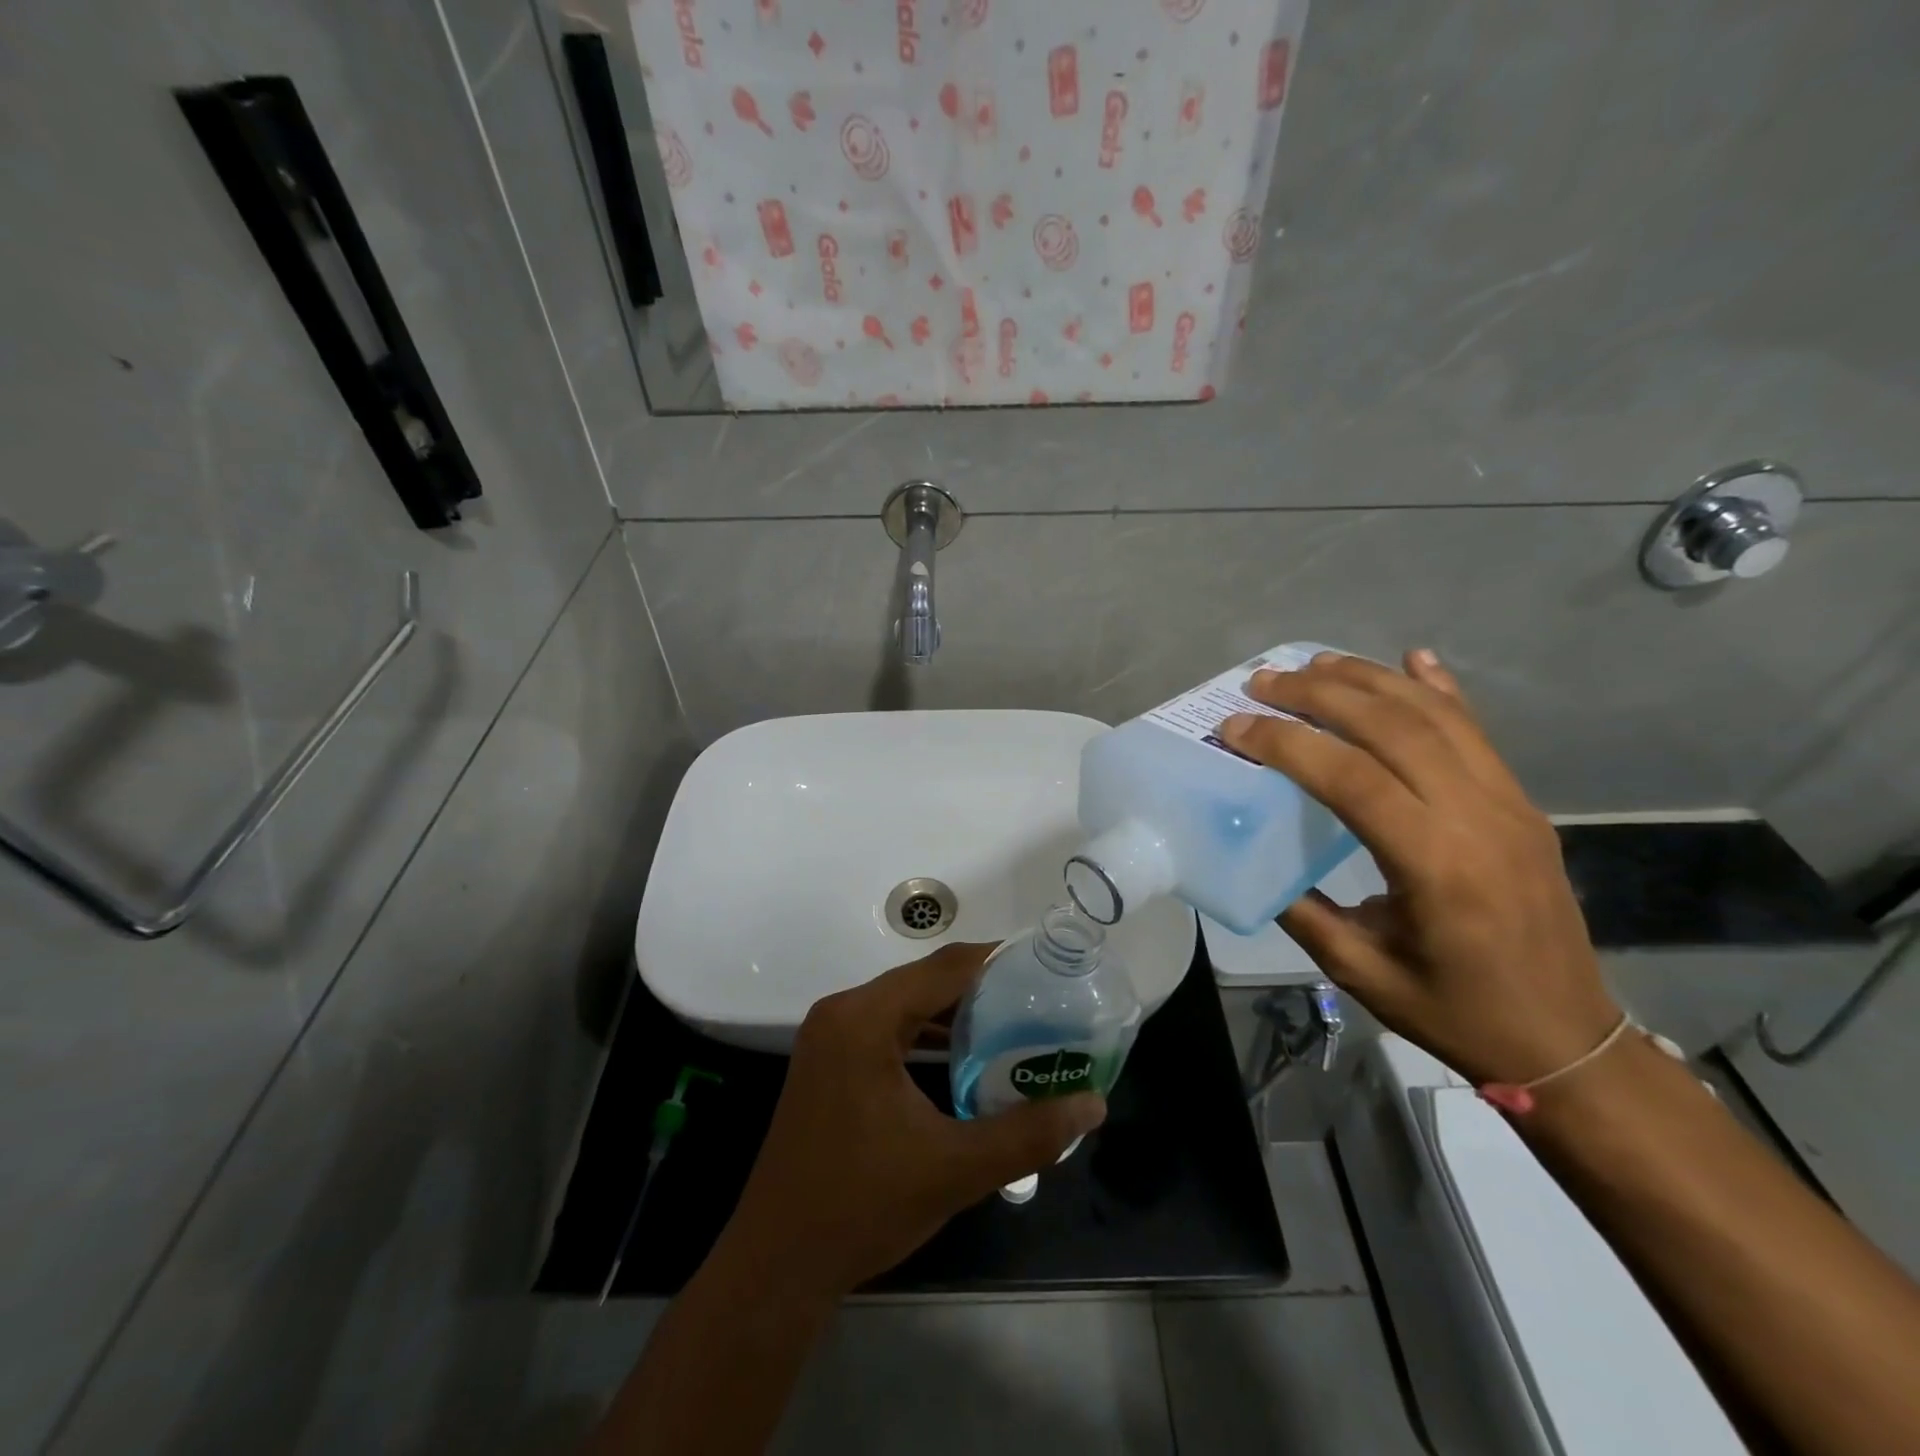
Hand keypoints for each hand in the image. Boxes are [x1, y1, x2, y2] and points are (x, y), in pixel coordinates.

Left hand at [719, 942, 1107, 1297]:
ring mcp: (830, 1037)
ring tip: (1013, 1024)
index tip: (1045, 966)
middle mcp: (843, 1012)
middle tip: (1038, 1000)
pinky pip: (886, 1029)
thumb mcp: (954, 1169)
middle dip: (982, 988)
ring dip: (954, 1013)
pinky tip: (962, 1057)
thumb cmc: (862, 1207)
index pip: (944, 967)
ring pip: (905, 1004)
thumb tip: (1092, 1104)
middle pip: (924, 980)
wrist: (777, 1265)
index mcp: (864, 1018)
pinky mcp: (828, 1062)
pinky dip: (925, 1035)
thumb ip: (1028, 1133)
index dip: (997, 960)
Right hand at [1222, 650, 1619, 1085]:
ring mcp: (1508, 804)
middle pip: (1393, 728)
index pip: (1351, 778)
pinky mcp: (1522, 804)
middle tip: (1262, 681)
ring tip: (1313, 664)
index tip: (1235, 728)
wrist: (1567, 1040)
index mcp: (1435, 866)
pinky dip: (1440, 688)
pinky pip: (1477, 731)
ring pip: (1435, 716)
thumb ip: (1302, 910)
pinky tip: (1413, 658)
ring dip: (1369, 680)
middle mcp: (1478, 818)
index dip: (1286, 743)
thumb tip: (1251, 859)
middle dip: (1319, 694)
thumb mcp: (1359, 970)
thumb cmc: (1455, 1011)